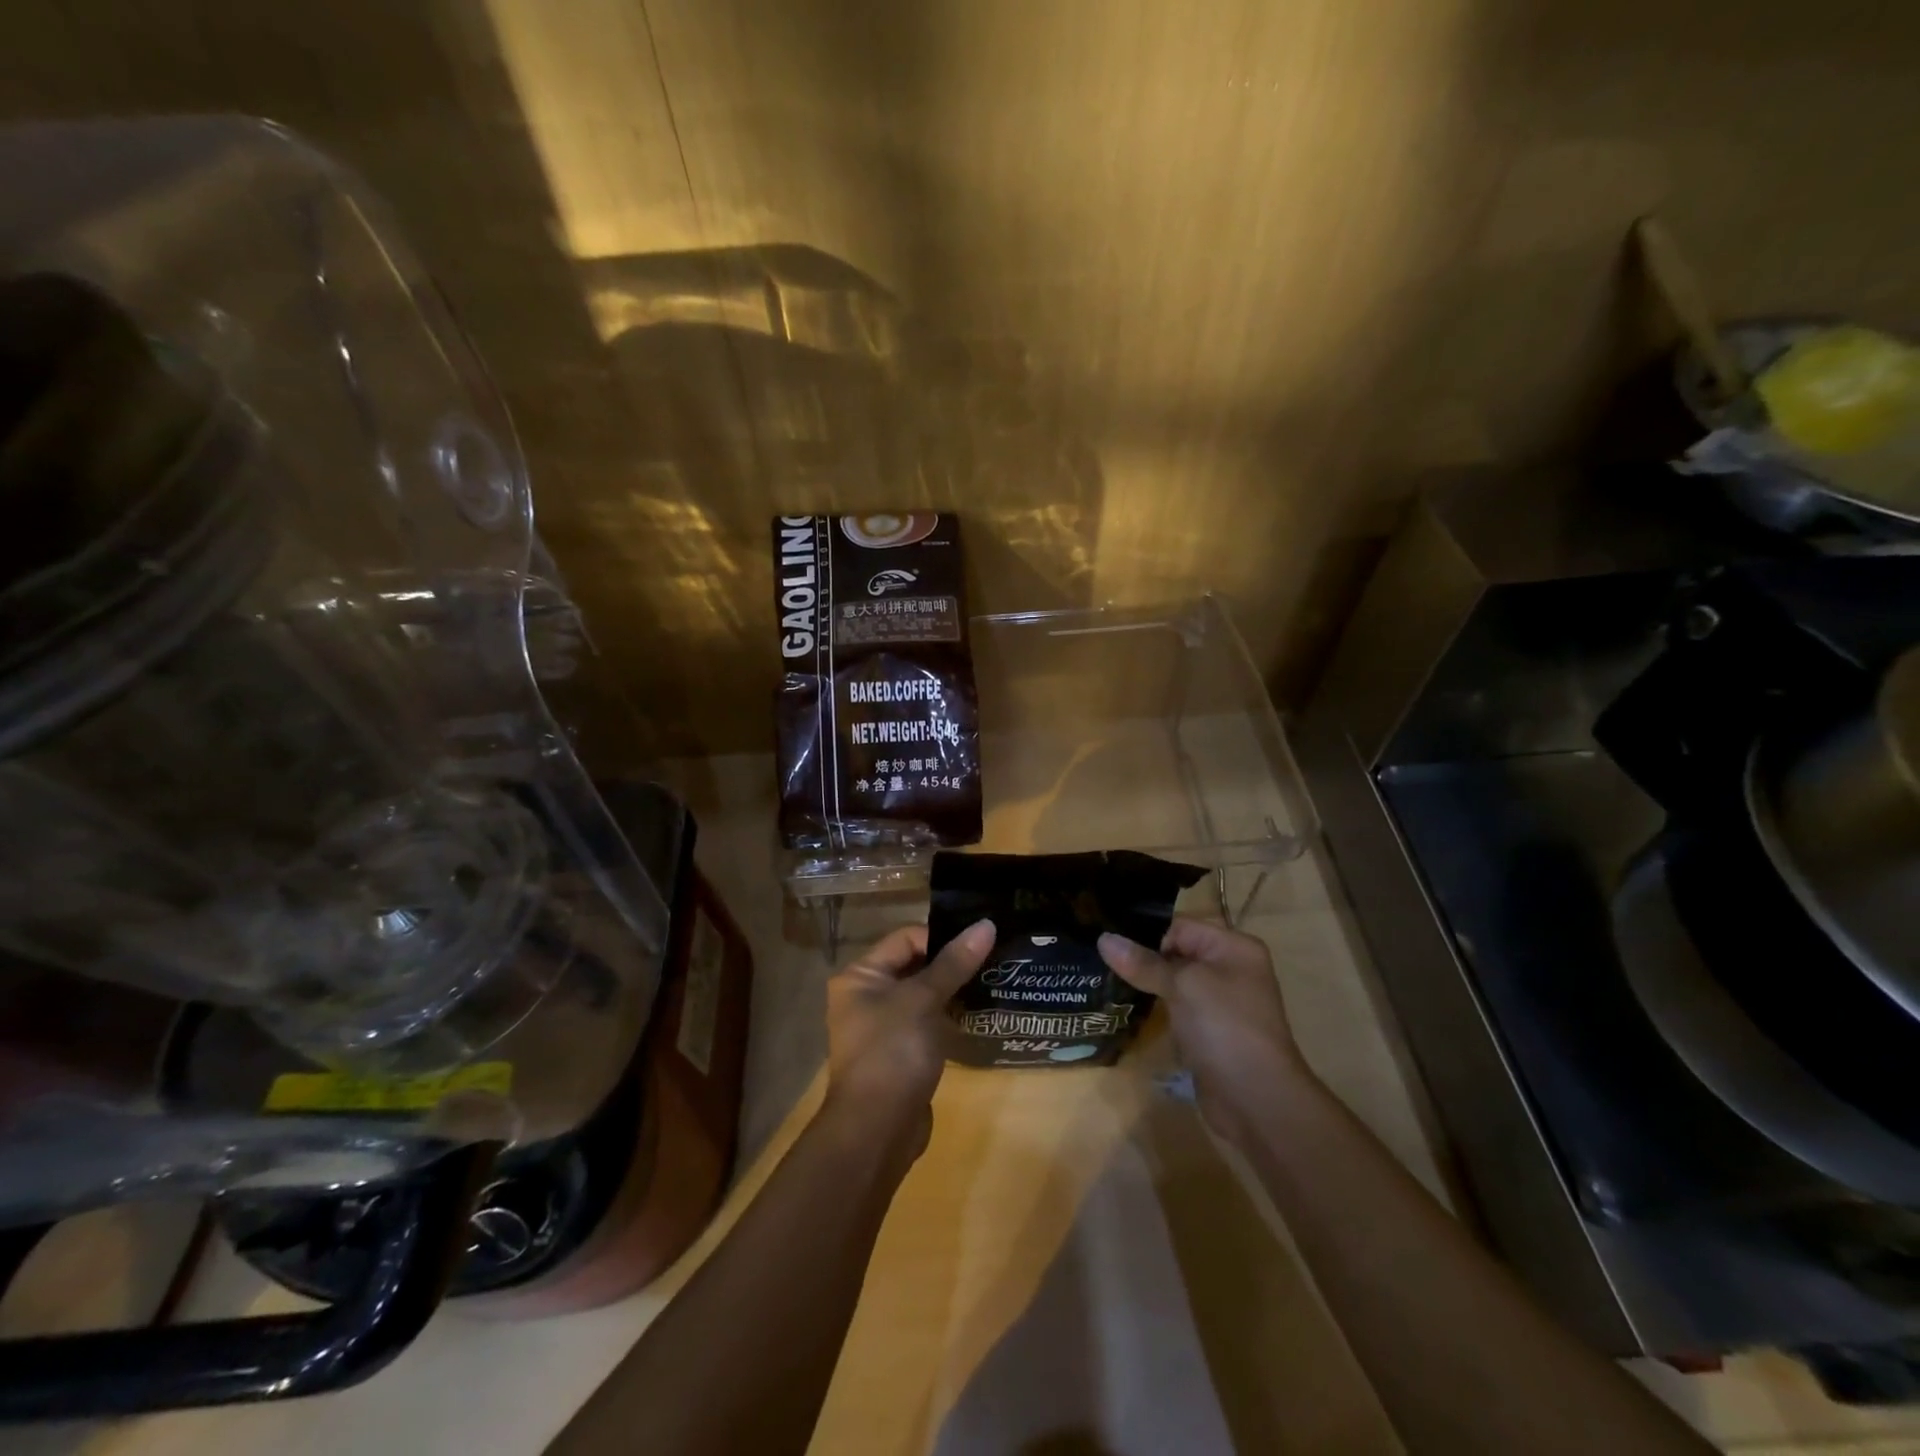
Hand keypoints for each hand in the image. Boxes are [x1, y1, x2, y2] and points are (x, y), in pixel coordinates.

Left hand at [822, 919, 995, 1159]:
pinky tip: (978, 1015)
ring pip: (923, 996)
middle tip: (993, 959)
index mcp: (861, 976)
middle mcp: (865, 996)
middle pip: (914, 965)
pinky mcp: (900, 1054)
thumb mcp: (924, 1000)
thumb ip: (955, 962)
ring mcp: (882, 1028)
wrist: (877, 1132)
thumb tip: (986, 924)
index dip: (942, 938)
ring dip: (953, 991)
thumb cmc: (893, 1052)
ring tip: (992, 982)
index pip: (906, 938)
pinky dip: (949, 1018)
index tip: (980, 944)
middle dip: (951, 964)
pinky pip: (927, 1023)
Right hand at [1099, 917, 1306, 1142]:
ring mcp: (1220, 1003)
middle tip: (1100, 962)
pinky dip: (1156, 1009)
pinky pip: (1177, 1009)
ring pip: (1174, 982)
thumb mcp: (1182, 986)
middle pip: (1176, 952)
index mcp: (1233, 947)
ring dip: (1146, 985)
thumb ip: (1143, 962)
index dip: (1146, 935)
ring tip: (1106, 982)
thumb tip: (1103, 939)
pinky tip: (1127, 1008)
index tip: (1109, 944)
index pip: (1179, 926)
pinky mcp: (1209, 1032)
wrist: (1257, 1101)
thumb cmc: (1224, 1027)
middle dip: (1142, 958)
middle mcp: (1230, 969)